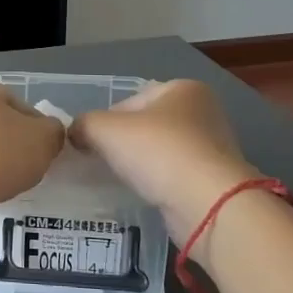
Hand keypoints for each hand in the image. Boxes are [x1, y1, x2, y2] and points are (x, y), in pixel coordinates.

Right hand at [68, 80, 256, 239]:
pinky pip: (175, 176)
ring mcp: (213, 148)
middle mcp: (203, 112)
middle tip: (103, 163)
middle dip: (125, 144)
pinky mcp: (215, 180)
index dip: (105, 122)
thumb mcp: (104, 129)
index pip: (130, 101)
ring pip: (161, 152)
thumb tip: (76, 134)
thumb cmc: (157, 152)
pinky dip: (159, 184)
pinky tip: (147, 195)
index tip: (92, 145)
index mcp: (183, 88)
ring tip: (124, 181)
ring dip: (142, 165)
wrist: (207, 203)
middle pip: (147, 126)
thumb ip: (83, 124)